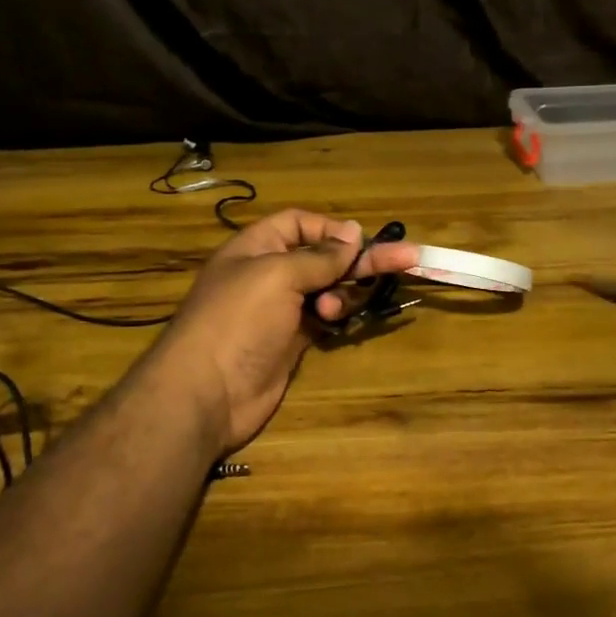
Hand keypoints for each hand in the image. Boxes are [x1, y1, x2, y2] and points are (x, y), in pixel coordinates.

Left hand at [143, 209, 420, 451]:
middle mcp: (270, 273)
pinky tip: (334, 321)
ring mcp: (281, 309)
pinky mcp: (292, 340)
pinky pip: (325, 318)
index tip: (360, 241)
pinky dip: (336, 315)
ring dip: (343, 292)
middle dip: (361, 258)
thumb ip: (320, 256)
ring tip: (333, 308)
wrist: (207, 393)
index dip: (331, 229)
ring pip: (329, 288)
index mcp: (257, 246)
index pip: (300, 223)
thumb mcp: (278, 275)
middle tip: (409, 258)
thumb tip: (352, 232)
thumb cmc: (238, 320)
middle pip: (324, 256)